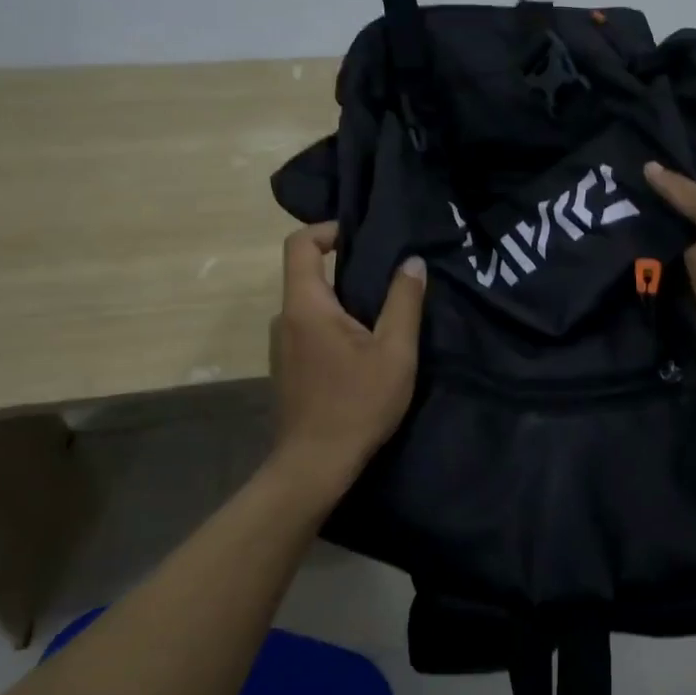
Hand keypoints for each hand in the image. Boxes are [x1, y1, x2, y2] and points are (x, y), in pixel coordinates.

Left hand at [269, 224, 426, 486]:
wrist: (315, 465)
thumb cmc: (357, 404)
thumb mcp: (394, 351)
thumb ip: (404, 302)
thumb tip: (412, 262)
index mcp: (307, 306)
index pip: (300, 244)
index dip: (328, 229)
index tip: (363, 237)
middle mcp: (286, 318)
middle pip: (308, 273)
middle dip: (347, 267)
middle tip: (389, 276)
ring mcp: (283, 345)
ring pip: (312, 304)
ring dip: (345, 300)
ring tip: (384, 315)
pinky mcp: (288, 367)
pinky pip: (311, 328)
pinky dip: (336, 324)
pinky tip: (365, 350)